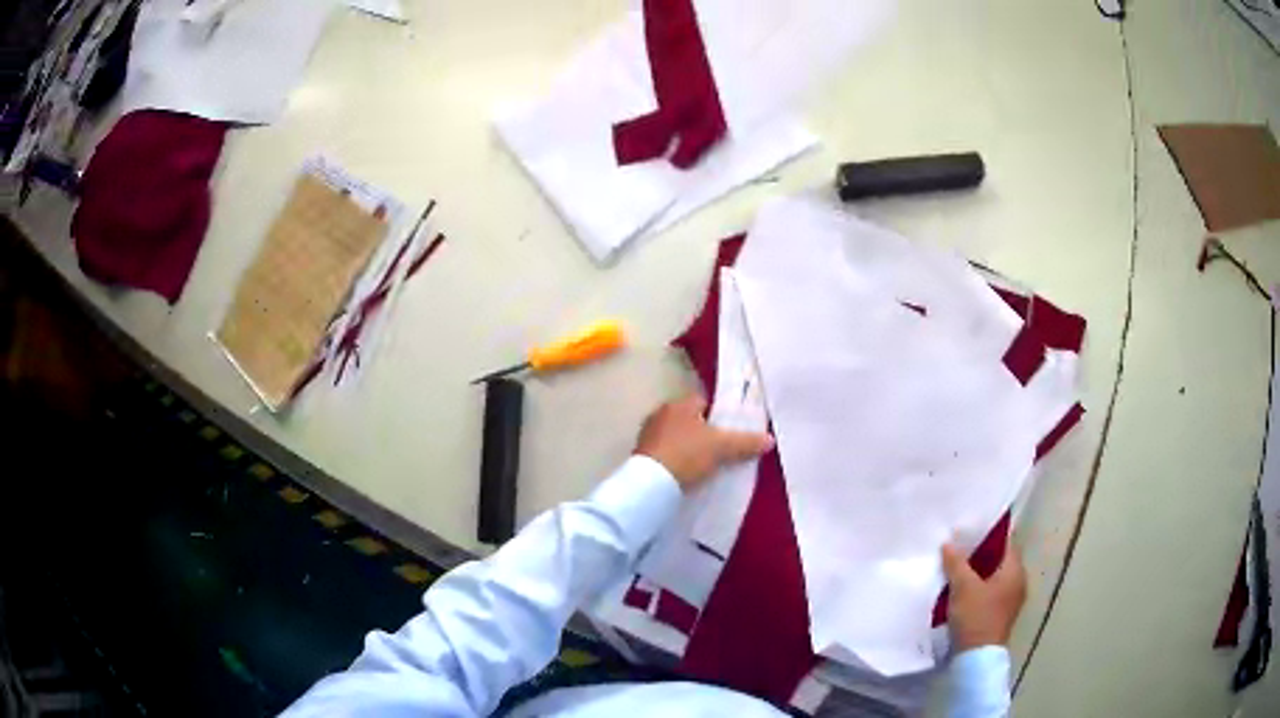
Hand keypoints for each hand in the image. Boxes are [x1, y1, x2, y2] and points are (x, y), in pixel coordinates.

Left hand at [635, 393, 773, 490]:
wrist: (650, 484)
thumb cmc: (687, 454)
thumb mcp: (722, 447)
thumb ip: (746, 442)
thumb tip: (770, 440)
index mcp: (679, 404)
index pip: (703, 401)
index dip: (718, 414)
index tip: (728, 430)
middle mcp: (660, 414)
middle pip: (689, 419)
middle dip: (702, 431)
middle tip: (720, 449)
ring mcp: (648, 435)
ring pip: (676, 436)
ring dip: (687, 446)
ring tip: (704, 464)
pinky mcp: (641, 455)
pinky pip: (665, 453)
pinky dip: (675, 460)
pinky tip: (686, 473)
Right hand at [941, 542, 1026, 651]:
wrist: (977, 657)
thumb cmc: (976, 616)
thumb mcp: (963, 587)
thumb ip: (956, 563)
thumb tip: (948, 543)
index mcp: (1015, 570)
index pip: (1006, 542)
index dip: (989, 535)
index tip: (970, 532)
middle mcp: (1018, 581)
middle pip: (1000, 560)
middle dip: (980, 555)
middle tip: (959, 550)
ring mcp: (1011, 600)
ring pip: (994, 578)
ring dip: (978, 573)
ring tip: (957, 570)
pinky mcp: (1001, 614)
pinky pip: (991, 592)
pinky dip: (979, 588)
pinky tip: (962, 592)